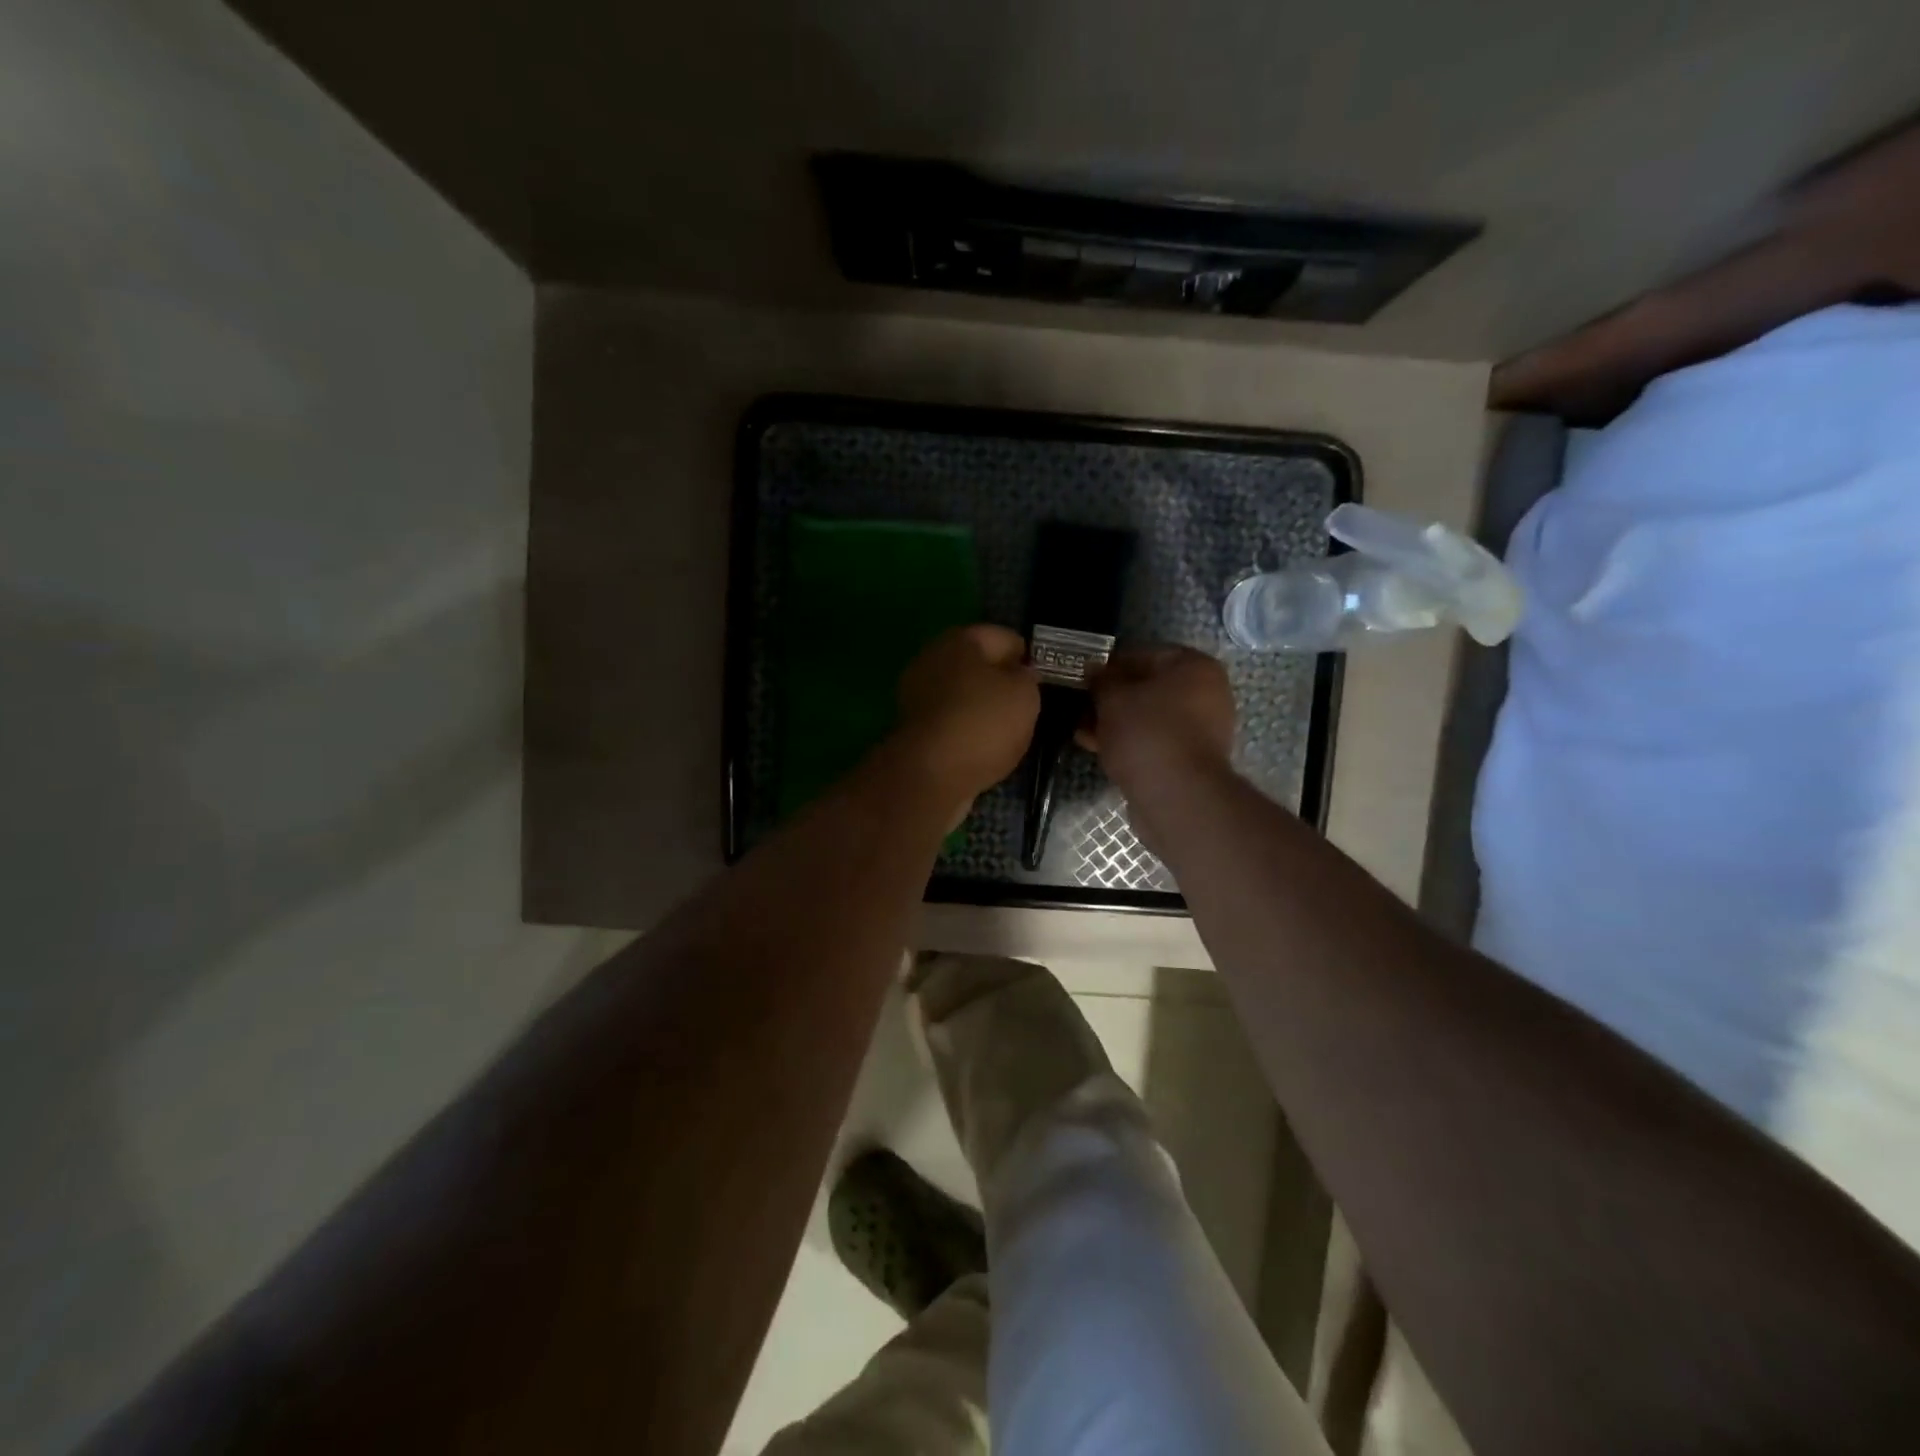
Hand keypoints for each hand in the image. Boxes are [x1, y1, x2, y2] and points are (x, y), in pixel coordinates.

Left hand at [893, 625, 1040, 807]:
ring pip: (964, 695)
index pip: (1004, 637)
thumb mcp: (1024, 694)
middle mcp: (932, 659)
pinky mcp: (913, 729)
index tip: (1044, 680)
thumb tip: (1020, 674)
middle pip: (979, 666)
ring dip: (985, 709)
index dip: (1028, 656)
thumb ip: (1027, 677)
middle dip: (1003, 683)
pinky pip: (952, 721)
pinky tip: (986, 748)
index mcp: (959, 640)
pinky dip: (968, 731)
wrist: (931, 776)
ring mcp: (917, 695)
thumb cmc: (982, 723)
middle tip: (1029, 706)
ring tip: (1012, 731)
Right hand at [1080, 647, 1236, 791]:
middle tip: (1080, 706)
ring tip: (1082, 731)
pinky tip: (1098, 748)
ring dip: (1115, 722)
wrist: (1176, 796)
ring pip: (1148, 716)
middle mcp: (1206, 693)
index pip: (1144, 654)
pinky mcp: (1191, 759)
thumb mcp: (1112, 698)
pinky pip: (1154, 740)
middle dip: (1111, 698)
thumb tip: (1093, 669)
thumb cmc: (1146, 733)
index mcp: (1195, 666)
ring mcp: (1202, 729)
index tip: (1083, 678)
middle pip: (1148, 688)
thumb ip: (1101, 679)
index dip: (1109, 665)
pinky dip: (1129, 742)